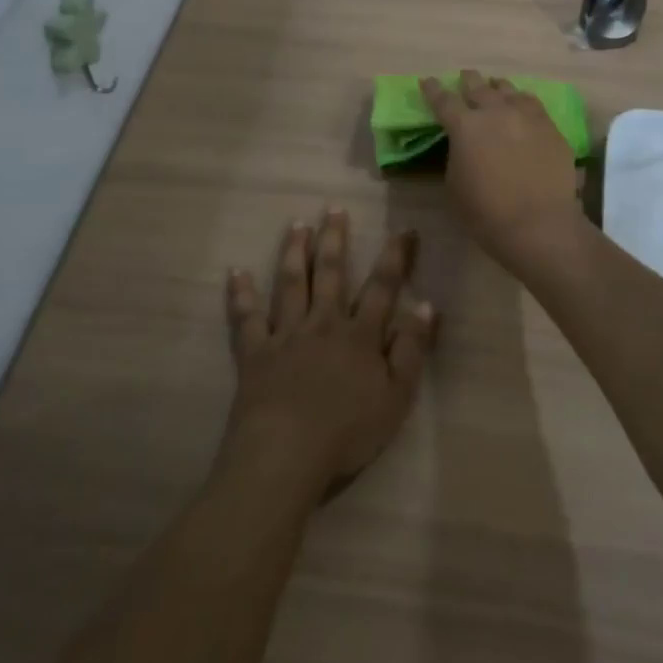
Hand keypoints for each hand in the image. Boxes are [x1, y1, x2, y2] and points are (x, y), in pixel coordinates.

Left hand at [223, 210, 437, 496]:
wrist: (286, 454)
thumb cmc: (348, 432)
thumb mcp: (397, 396)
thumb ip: (411, 349)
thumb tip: (427, 305)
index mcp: (360, 335)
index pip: (382, 287)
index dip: (396, 257)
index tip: (404, 229)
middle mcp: (323, 324)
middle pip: (330, 274)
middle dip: (334, 239)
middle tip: (333, 208)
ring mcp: (286, 335)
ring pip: (290, 284)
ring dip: (294, 252)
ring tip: (296, 225)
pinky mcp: (255, 353)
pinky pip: (246, 318)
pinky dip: (241, 294)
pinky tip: (236, 272)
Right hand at [420, 70, 584, 276]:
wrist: (538, 224)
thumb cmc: (486, 213)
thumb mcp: (454, 185)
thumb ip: (456, 156)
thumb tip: (463, 145)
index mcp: (465, 126)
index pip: (443, 100)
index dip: (433, 89)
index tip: (427, 81)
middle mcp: (496, 112)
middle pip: (478, 86)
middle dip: (468, 80)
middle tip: (465, 77)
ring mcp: (527, 116)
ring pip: (508, 90)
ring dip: (497, 88)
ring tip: (495, 88)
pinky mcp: (550, 127)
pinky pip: (533, 104)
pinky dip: (522, 101)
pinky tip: (522, 105)